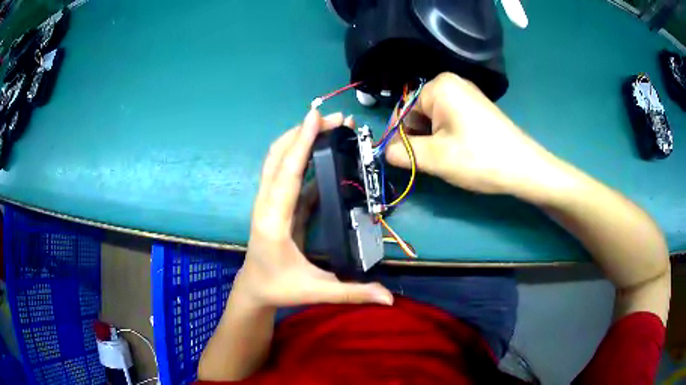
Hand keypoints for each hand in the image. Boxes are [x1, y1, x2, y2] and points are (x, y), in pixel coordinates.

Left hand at [235, 109, 392, 309]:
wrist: (253, 289)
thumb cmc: (280, 289)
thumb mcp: (316, 292)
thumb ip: (353, 293)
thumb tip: (389, 298)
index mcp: (273, 221)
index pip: (287, 175)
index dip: (301, 144)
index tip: (315, 117)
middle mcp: (266, 205)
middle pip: (278, 157)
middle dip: (303, 133)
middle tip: (334, 119)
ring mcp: (269, 202)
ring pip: (278, 161)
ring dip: (300, 140)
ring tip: (329, 126)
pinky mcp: (277, 204)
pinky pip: (287, 175)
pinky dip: (301, 159)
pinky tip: (323, 154)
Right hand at [385, 73, 555, 195]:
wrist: (525, 168)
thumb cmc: (479, 158)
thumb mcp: (435, 158)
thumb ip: (402, 153)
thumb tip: (385, 152)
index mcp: (438, 87)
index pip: (402, 110)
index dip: (398, 137)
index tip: (401, 160)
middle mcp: (451, 83)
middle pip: (417, 113)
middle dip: (417, 138)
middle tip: (429, 162)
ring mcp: (466, 94)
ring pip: (433, 119)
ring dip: (432, 140)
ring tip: (446, 159)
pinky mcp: (476, 108)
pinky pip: (449, 119)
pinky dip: (446, 136)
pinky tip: (458, 152)